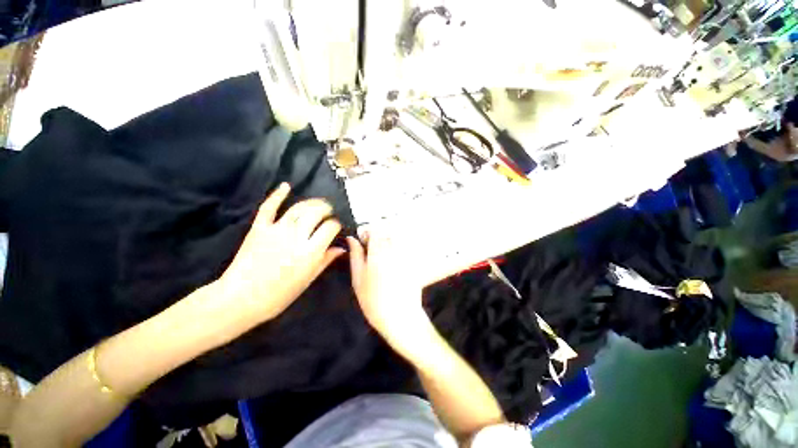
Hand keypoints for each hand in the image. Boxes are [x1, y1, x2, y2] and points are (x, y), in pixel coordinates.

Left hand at [216, 183, 344, 321]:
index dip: (336, 224)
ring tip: (318, 203)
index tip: (336, 227)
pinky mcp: (259, 228)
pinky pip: (269, 208)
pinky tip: (286, 185)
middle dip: (326, 209)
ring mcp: (276, 230)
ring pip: (298, 209)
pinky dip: (277, 195)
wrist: (241, 299)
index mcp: (310, 251)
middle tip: (330, 211)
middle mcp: (296, 236)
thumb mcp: (308, 279)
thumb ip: (325, 260)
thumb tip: (341, 248)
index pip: (330, 227)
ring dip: (311, 202)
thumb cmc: (279, 294)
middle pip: (316, 213)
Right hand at [346, 232, 428, 341]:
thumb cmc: (373, 300)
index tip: (364, 241)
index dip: (368, 232)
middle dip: (379, 237)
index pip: (375, 229)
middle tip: (373, 250)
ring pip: (397, 239)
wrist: (400, 316)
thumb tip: (352, 239)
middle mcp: (394, 249)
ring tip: (383, 256)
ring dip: (389, 242)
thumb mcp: (358, 279)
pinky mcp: (414, 261)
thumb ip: (356, 256)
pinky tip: (394, 263)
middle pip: (387, 232)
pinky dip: (399, 250)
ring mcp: (406, 254)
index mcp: (378, 251)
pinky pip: (405, 248)